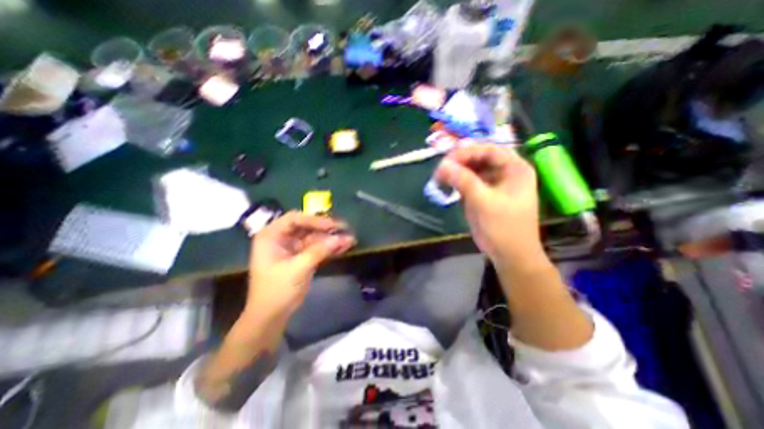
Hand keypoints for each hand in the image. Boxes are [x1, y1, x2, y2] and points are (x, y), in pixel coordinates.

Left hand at [246, 212, 356, 320]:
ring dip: (331, 239)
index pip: (295, 219)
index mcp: (272, 235)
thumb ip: (320, 251)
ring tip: (350, 240)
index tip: (333, 226)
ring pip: (315, 237)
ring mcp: (293, 247)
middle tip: (345, 229)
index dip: (315, 220)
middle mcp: (282, 237)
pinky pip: (318, 248)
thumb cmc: (277, 290)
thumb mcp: (298, 268)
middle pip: (307, 227)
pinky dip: (330, 248)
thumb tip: (342, 238)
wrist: (271, 316)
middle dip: (327, 229)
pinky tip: (344, 247)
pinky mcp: (302, 256)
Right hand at [435, 144, 549, 271]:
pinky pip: (469, 182)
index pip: (489, 150)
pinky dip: (457, 182)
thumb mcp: (483, 201)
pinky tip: (446, 186)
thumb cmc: (503, 227)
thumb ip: (463, 181)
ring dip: (456, 172)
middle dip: (459, 162)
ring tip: (440, 177)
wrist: (509, 254)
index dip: (467, 152)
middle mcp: (505, 172)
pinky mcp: (484, 194)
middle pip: (479, 158)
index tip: (446, 159)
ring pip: (472, 170)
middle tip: (441, 168)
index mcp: (515, 169)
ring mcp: (493, 183)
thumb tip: (442, 165)